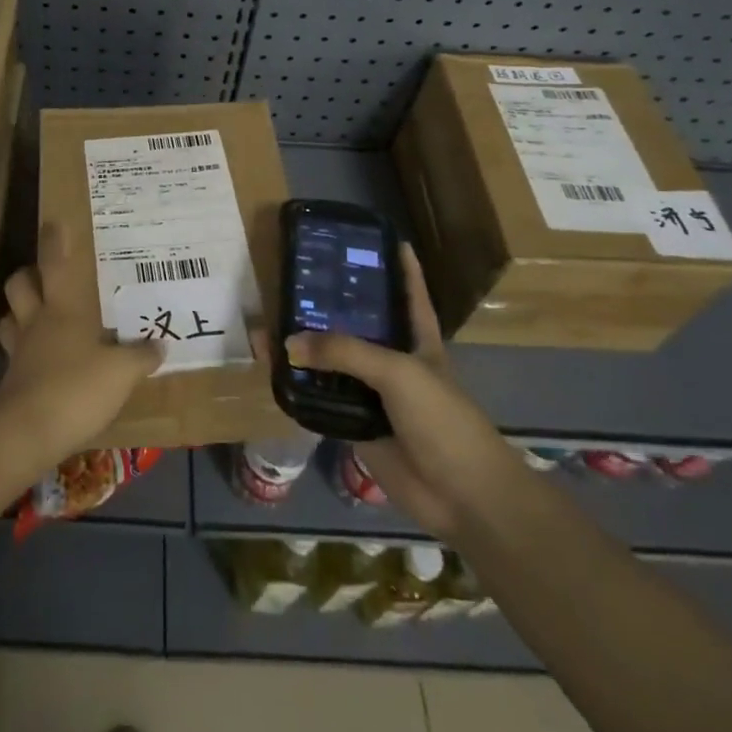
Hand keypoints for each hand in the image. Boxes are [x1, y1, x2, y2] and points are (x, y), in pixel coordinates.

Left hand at [0, 222, 163, 464]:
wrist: (29, 432)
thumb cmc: (77, 388)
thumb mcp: (122, 372)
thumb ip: (141, 356)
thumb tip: (160, 344)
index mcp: (62, 309)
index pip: (54, 264)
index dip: (53, 242)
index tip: (53, 223)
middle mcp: (36, 322)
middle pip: (19, 284)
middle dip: (27, 275)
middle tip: (45, 276)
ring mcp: (19, 350)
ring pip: (9, 317)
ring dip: (19, 311)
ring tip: (37, 315)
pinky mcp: (12, 379)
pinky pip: (14, 352)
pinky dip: (24, 350)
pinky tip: (40, 359)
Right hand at [284, 243, 523, 537]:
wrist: (460, 494)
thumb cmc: (441, 419)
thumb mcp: (399, 371)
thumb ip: (344, 352)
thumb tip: (288, 342)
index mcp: (418, 341)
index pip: (411, 294)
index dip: (403, 267)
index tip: (387, 238)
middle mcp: (394, 362)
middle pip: (359, 327)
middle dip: (332, 307)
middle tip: (296, 279)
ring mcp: (374, 395)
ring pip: (334, 365)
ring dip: (307, 350)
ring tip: (271, 322)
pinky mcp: (356, 425)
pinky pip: (322, 401)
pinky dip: (300, 389)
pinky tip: (274, 371)